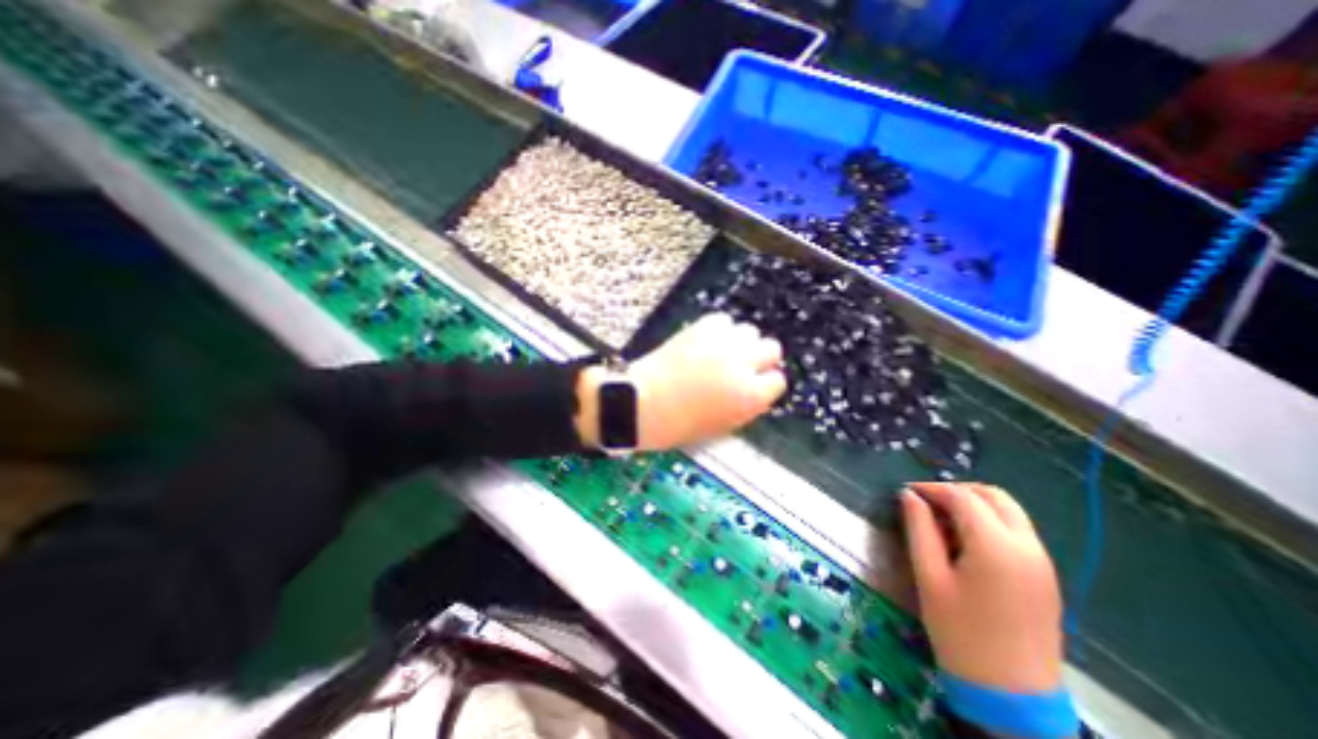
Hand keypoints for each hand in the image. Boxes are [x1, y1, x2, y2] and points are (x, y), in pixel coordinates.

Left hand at [576, 312, 781, 450]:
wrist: (642, 403)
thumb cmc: (679, 424)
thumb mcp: (723, 425)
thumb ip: (747, 404)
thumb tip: (757, 387)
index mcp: (750, 397)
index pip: (777, 380)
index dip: (765, 383)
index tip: (756, 383)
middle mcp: (742, 365)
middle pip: (771, 348)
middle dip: (760, 358)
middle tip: (742, 365)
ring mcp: (722, 343)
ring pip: (749, 330)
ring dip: (740, 342)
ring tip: (722, 352)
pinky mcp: (702, 327)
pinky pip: (723, 320)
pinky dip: (719, 330)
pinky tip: (707, 342)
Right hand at [902, 481, 1062, 694]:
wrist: (1013, 695)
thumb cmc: (960, 632)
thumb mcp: (929, 576)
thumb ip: (919, 529)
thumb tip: (908, 496)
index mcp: (996, 546)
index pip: (962, 497)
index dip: (931, 488)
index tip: (906, 492)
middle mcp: (1027, 547)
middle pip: (994, 496)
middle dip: (957, 490)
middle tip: (926, 502)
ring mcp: (1042, 562)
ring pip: (1009, 511)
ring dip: (975, 504)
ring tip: (942, 519)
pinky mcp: (1046, 576)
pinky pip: (1017, 531)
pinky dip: (990, 521)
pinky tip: (966, 540)